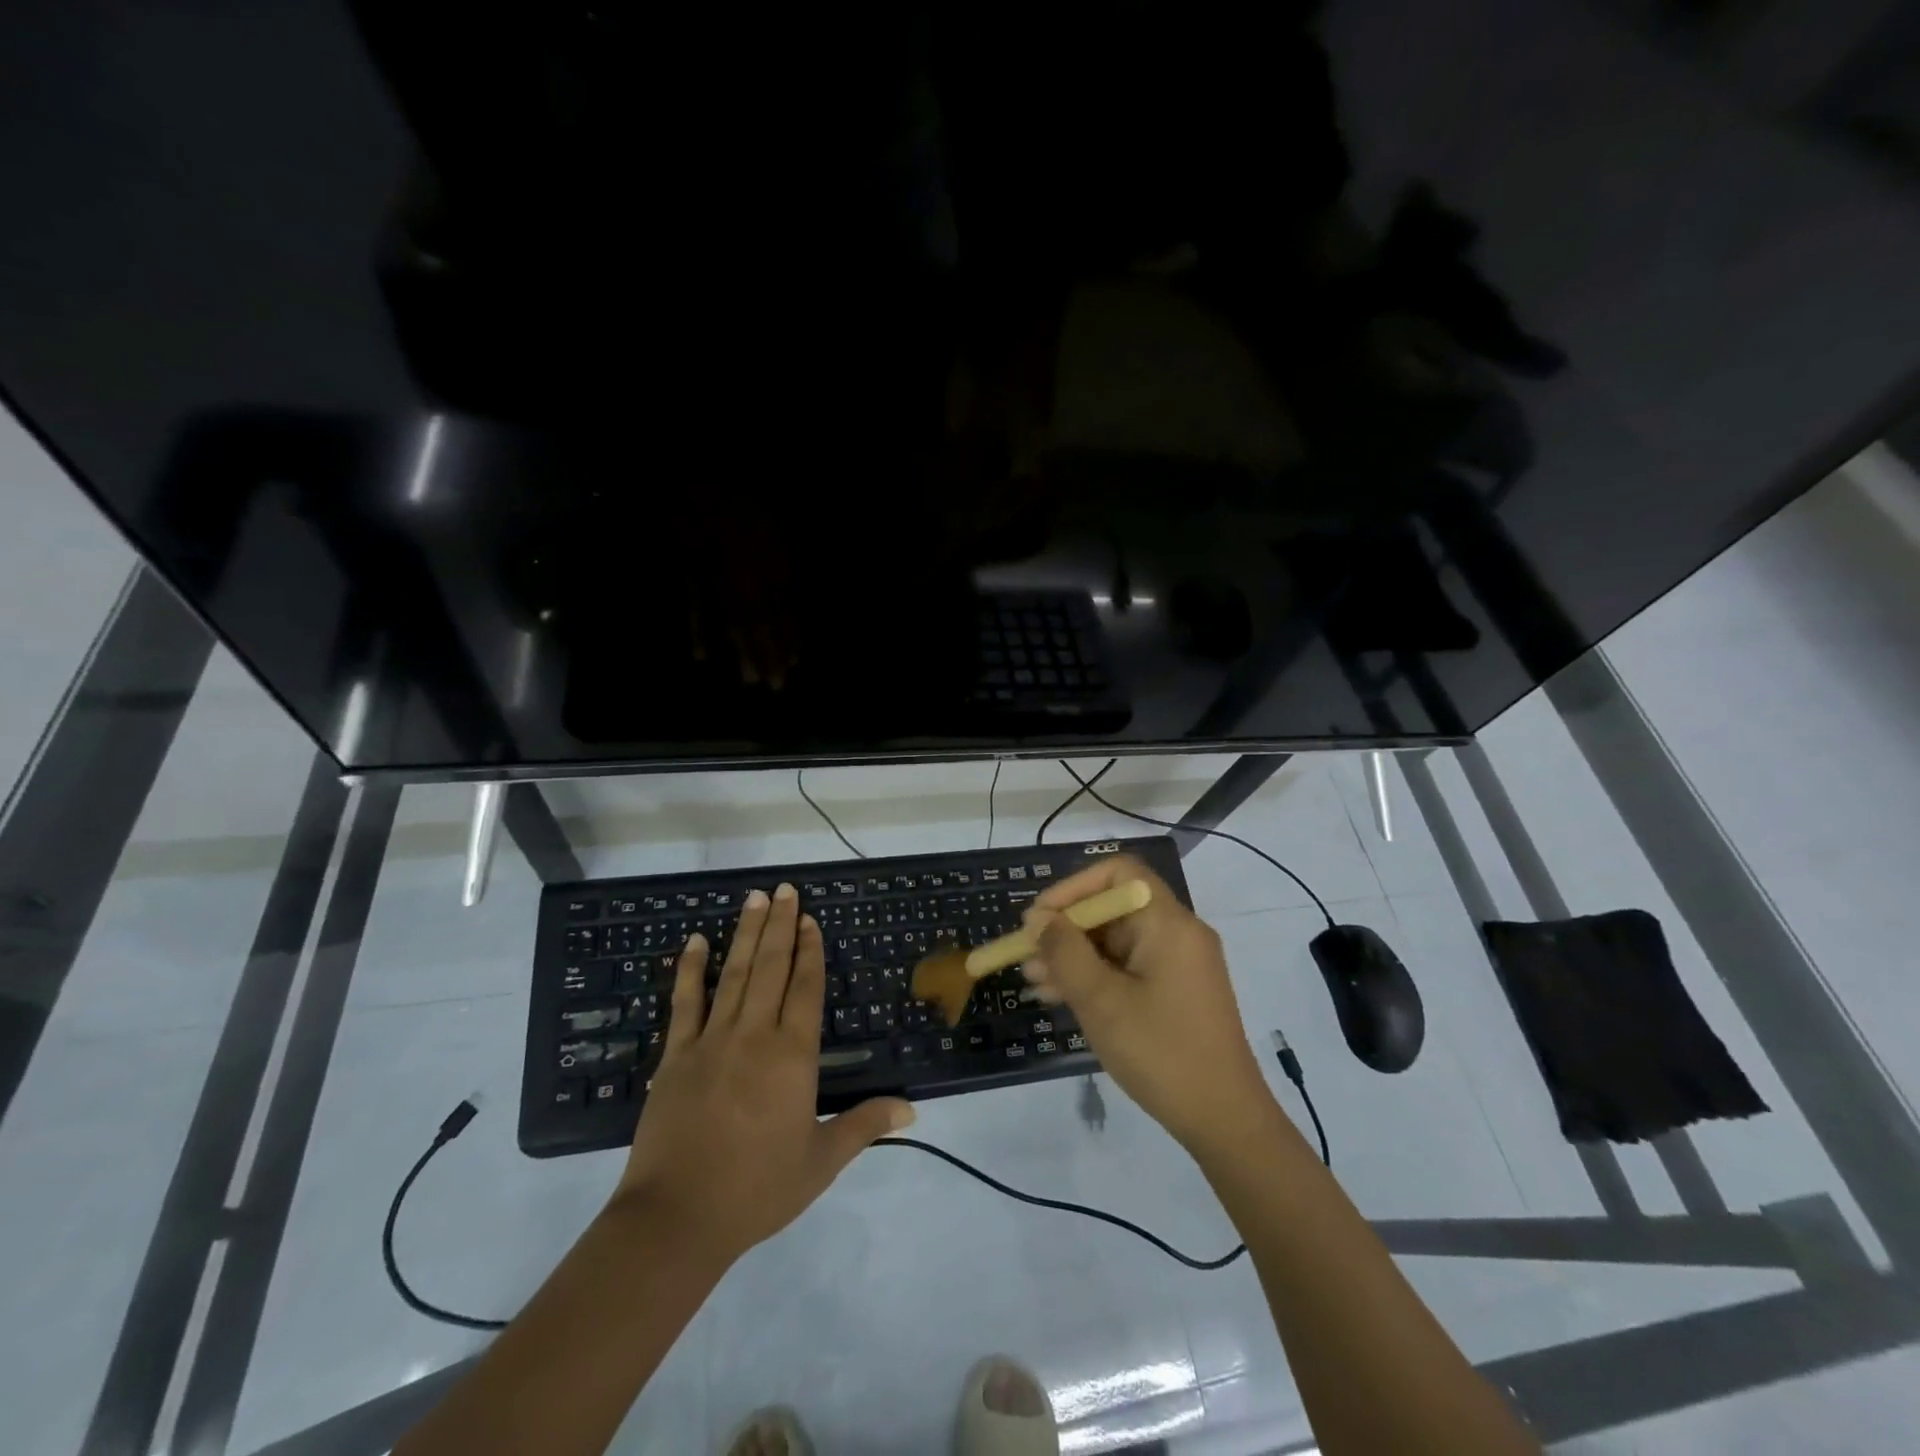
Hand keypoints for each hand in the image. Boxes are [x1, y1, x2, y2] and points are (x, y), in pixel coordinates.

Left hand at [616, 883, 914, 1263]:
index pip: (805, 988)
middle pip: (771, 967)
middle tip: (785, 889)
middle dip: (781, 925)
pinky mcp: (675, 1056)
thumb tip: (912, 1109)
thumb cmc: (758, 1189)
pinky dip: (690, 969)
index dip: (810, 950)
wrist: (677, 1218)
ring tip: (754, 899)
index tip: (810, 920)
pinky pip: (685, 1003)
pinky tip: (694, 941)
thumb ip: (865, 1126)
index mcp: (792, 1055)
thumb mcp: (821, 1160)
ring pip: (734, 974)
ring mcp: (711, 1040)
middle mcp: (754, 1035)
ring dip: (746, 934)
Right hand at [1022, 856, 1270, 1150]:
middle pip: (1113, 908)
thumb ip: (1064, 952)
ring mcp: (1178, 963)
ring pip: (1116, 941)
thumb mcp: (1101, 1000)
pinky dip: (1095, 975)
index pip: (1119, 873)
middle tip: (1026, 953)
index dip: (1074, 887)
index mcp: (1168, 923)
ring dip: (1073, 955)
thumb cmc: (1160, 1052)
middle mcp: (1177, 933)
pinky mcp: (1175, 991)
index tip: (1041, 916)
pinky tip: (1059, 996)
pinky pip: (1127, 967)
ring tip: (1033, 980)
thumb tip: (1038, 918)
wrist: (1224, 1121)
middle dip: (1066, 928)